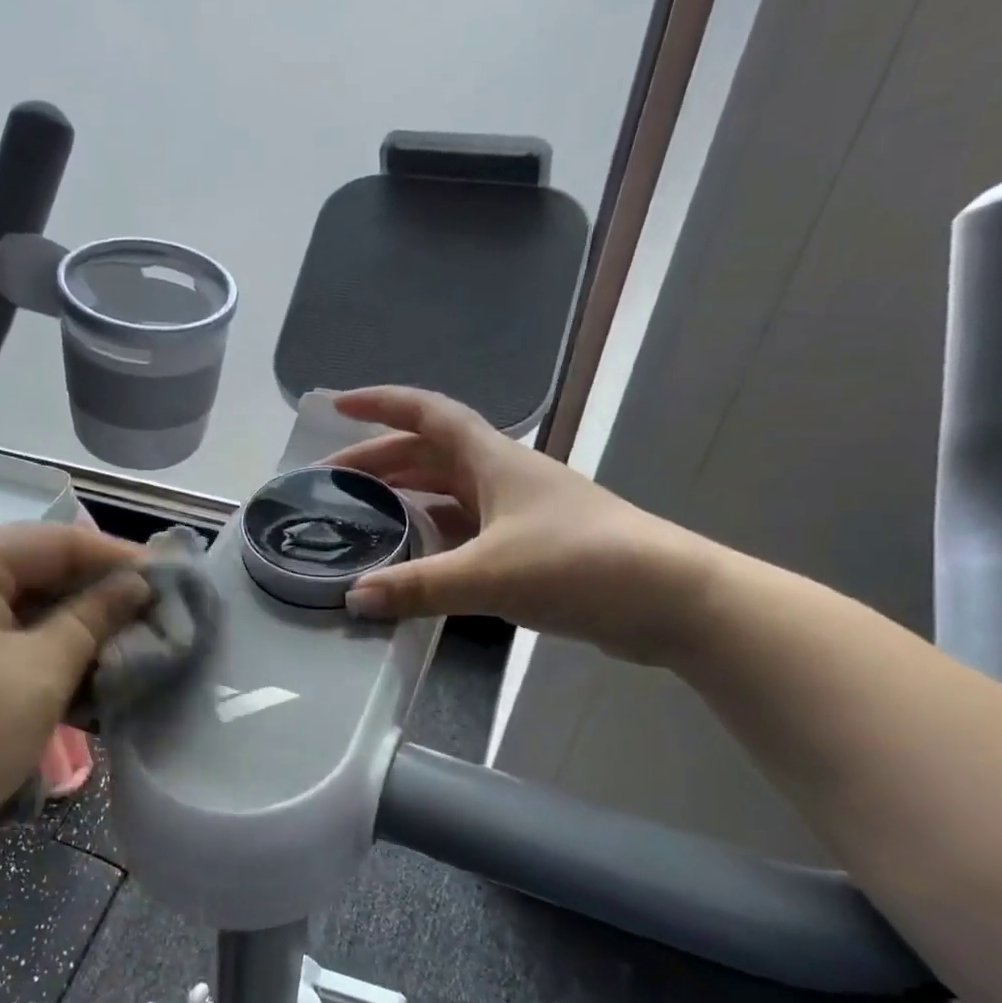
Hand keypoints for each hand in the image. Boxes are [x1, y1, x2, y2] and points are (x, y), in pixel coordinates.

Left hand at [0, 524, 149, 860]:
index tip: (163, 575)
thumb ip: (93, 617)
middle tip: (147, 602)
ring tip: (121, 629)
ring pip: (18, 600)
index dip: (112, 554)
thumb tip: (137, 584)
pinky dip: (41, 639)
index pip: (51, 540)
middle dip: (93, 584)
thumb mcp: (43, 671)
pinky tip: (77, 656)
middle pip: (32, 566)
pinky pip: (0, 630)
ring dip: (70, 614)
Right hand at [324, 387, 718, 663]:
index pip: (427, 415)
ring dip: (405, 498)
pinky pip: (466, 530)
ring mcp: (518, 512)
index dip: (381, 404)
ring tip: (362, 517)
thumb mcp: (489, 574)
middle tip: (332, 483)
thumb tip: (353, 598)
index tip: (337, 405)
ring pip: (448, 493)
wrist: (669, 598)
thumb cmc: (579, 564)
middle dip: (379, 461)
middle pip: (429, 454)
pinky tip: (413, 559)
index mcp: (493, 461)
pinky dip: (433, 537)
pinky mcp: (529, 547)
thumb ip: (417, 586)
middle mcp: (502, 477)